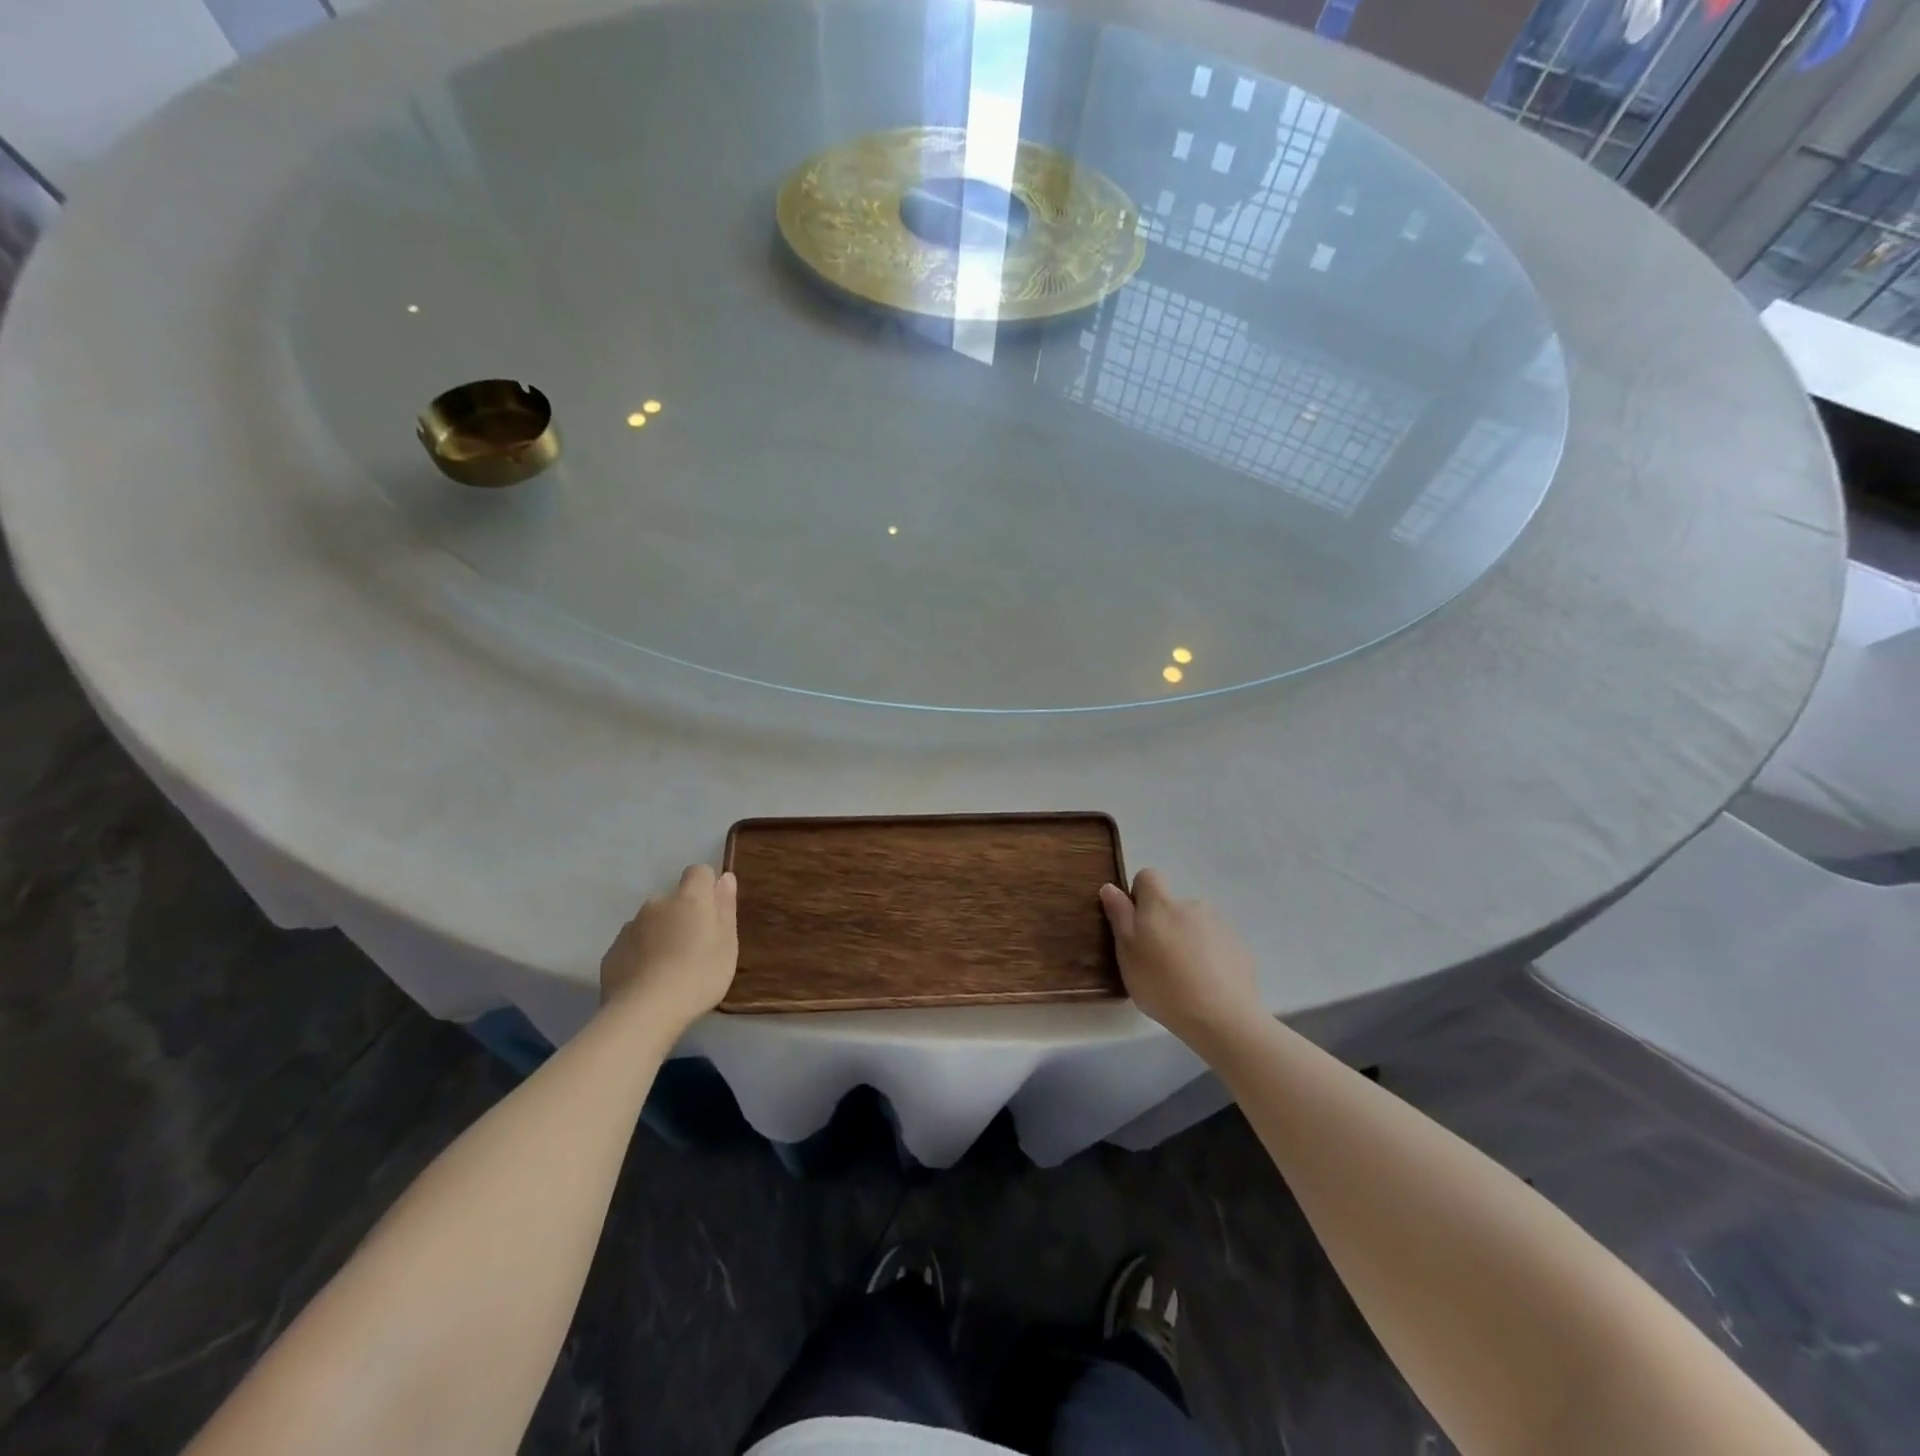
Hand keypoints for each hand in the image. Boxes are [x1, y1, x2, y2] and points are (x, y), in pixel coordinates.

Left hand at [599, 865, 738, 1031]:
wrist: (645, 1012)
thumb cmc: (699, 975)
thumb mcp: (726, 943)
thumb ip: (725, 907)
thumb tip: (725, 878)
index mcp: (689, 898)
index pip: (698, 872)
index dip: (707, 887)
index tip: (713, 913)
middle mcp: (657, 904)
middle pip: (673, 899)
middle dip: (682, 915)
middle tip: (693, 947)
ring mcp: (630, 927)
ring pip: (651, 922)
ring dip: (660, 934)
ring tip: (668, 968)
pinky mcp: (612, 951)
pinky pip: (632, 944)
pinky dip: (640, 954)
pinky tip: (648, 980)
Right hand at [1100, 869, 1263, 1052]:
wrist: (1222, 1017)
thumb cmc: (1163, 984)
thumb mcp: (1127, 953)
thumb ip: (1119, 916)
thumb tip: (1110, 888)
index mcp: (1161, 904)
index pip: (1148, 876)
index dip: (1139, 895)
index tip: (1136, 924)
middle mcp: (1192, 905)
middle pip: (1172, 905)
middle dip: (1164, 924)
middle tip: (1158, 960)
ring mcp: (1220, 925)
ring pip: (1195, 925)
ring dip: (1188, 940)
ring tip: (1185, 977)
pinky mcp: (1239, 947)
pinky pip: (1217, 944)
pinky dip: (1209, 956)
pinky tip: (1207, 985)